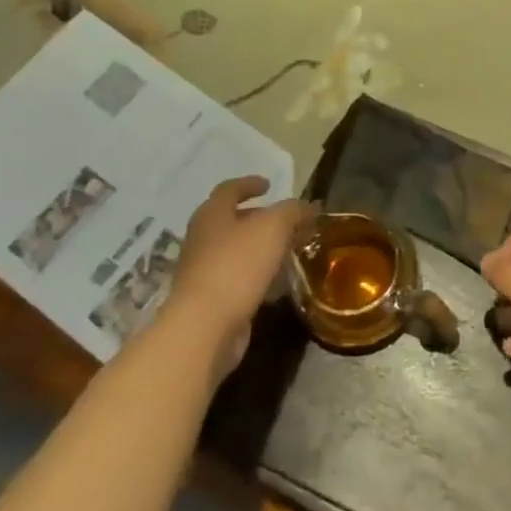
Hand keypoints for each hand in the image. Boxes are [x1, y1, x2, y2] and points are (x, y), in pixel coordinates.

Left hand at [167, 176, 314, 376]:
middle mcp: (203, 239)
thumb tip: (308, 206)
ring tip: (290, 251)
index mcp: (212, 215)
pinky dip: (260, 277)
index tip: (269, 184)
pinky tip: (280, 285)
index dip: (250, 183)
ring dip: (263, 249)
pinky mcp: (211, 301)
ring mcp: (204, 271)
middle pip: (232, 221)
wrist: (204, 327)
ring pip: (238, 252)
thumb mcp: (273, 228)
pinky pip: (240, 280)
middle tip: (288, 221)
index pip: (229, 189)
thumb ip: (292, 212)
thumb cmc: (237, 266)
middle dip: (261, 219)